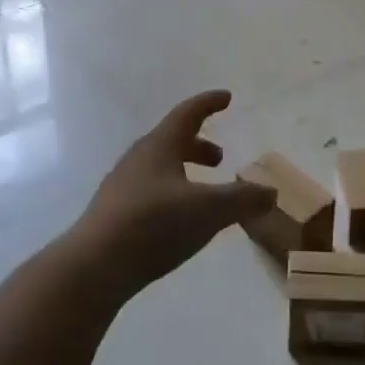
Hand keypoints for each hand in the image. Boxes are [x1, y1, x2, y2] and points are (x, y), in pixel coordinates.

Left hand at [75, 91, 274, 297]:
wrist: (93, 266)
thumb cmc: (153, 224)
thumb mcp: (207, 211)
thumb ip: (242, 200)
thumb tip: (270, 192)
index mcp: (160, 145)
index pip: (188, 113)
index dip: (208, 103)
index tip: (226, 97)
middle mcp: (139, 157)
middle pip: (172, 140)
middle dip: (198, 146)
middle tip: (219, 159)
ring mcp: (122, 185)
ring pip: (159, 167)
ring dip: (183, 171)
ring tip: (201, 193)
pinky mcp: (113, 214)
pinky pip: (148, 191)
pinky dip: (170, 194)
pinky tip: (176, 221)